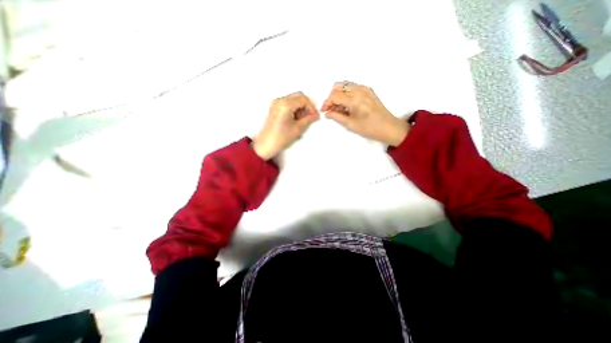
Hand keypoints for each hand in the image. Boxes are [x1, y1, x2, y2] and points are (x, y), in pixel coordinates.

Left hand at [253, 91, 319, 160]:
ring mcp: (276, 103)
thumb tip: (315, 116)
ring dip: (300, 108)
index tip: (315, 116)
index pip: (303, 99)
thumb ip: (308, 120)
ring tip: (303, 120)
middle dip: (306, 106)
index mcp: (285, 104)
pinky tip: (296, 119)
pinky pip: (287, 104)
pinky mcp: (274, 108)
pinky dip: (294, 109)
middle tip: (310, 117)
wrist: (265, 145)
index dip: (311, 107)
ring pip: (293, 100)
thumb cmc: (281, 138)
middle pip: (298, 97)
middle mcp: (280, 100)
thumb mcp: (297, 129)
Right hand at [321, 83, 409, 147]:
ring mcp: (365, 89)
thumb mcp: (350, 125)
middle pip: (339, 87)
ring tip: (339, 109)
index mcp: (355, 100)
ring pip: (345, 86)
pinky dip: (346, 94)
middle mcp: (360, 90)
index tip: (324, 111)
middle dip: (332, 97)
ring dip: (339, 95)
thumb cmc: (369, 128)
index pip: (335, 96)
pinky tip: (347, 106)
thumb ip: (336, 117)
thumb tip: (327, 113)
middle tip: (331, 109)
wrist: (388, 127)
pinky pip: (353, 88)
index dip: (327, 103)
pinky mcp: (368, 90)